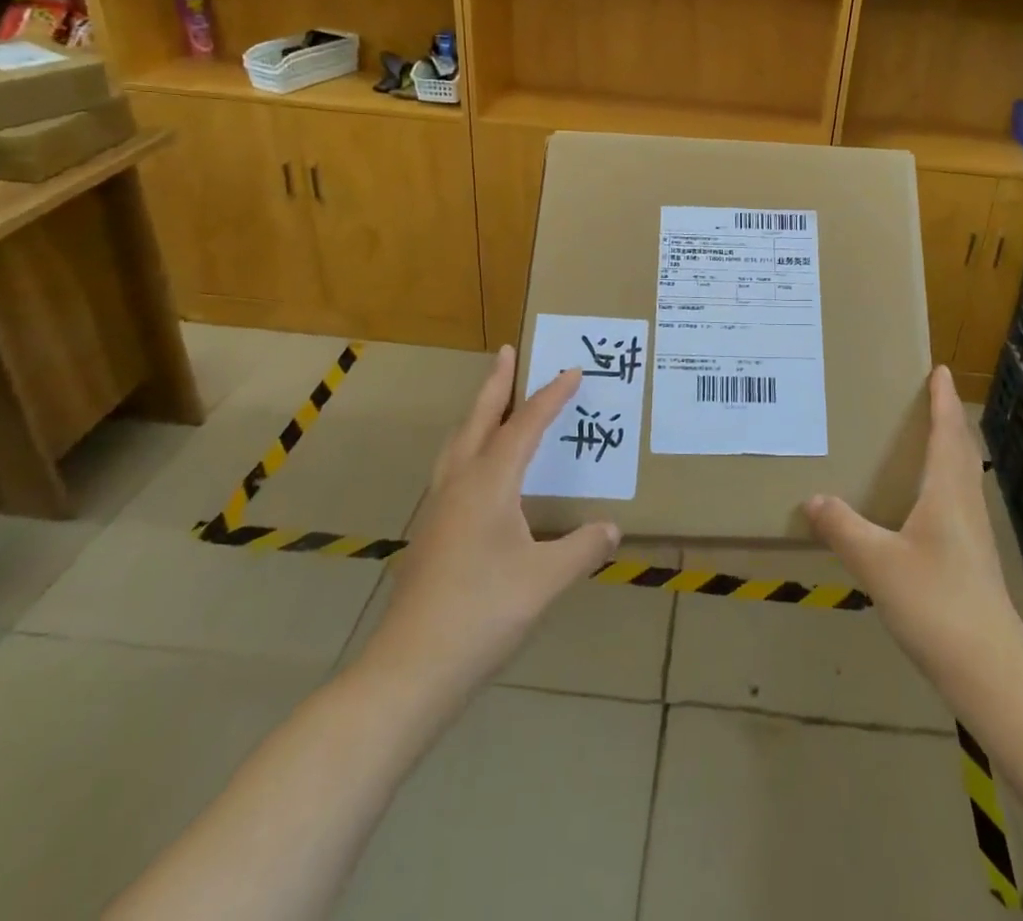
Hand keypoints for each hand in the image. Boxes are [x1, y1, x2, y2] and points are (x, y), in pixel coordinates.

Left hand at [354, 346, 621, 704]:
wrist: (410, 669)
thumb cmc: (482, 613)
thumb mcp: (545, 579)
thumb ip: (582, 549)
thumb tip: (611, 528)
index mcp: (489, 483)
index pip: (524, 426)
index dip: (550, 397)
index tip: (571, 371)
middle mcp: (458, 484)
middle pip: (478, 419)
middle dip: (496, 384)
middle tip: (507, 352)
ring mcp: (438, 509)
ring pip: (457, 443)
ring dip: (477, 413)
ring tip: (492, 401)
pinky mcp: (430, 533)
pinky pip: (452, 469)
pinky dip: (469, 447)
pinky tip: (479, 472)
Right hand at [803, 367, 1022, 689]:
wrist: (991, 670)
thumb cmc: (937, 604)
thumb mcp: (878, 564)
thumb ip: (843, 529)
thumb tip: (813, 498)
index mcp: (947, 492)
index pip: (948, 432)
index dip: (942, 399)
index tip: (938, 369)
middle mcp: (965, 503)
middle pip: (960, 449)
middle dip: (945, 418)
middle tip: (924, 395)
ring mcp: (973, 533)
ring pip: (961, 475)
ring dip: (946, 448)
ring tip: (920, 438)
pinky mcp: (971, 558)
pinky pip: (955, 499)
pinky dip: (941, 480)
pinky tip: (920, 501)